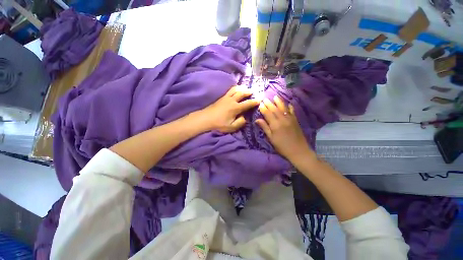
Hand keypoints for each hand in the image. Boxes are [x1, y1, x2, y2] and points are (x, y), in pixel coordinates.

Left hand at [198, 86, 259, 132]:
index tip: (259, 100)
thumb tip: (244, 117)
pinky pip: (230, 90)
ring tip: (246, 88)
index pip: (247, 103)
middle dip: (249, 92)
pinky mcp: (221, 97)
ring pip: (235, 89)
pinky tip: (236, 89)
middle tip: (253, 92)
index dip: (254, 102)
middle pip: (242, 93)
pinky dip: (235, 88)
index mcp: (235, 108)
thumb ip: (240, 122)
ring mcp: (226, 97)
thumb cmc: (219, 124)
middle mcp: (232, 100)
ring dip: (242, 88)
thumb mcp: (231, 127)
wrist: (206, 119)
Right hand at [255, 96, 313, 161]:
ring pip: (283, 108)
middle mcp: (282, 119)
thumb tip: (257, 120)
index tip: (260, 103)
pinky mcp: (295, 120)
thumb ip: (265, 127)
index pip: (267, 113)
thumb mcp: (271, 138)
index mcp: (275, 124)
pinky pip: (292, 111)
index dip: (263, 108)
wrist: (298, 150)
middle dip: (269, 103)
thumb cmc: (282, 146)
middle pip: (274, 109)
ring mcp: (290, 119)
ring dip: (279, 102)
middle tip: (265, 98)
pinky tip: (288, 103)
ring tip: (275, 96)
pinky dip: (290, 107)